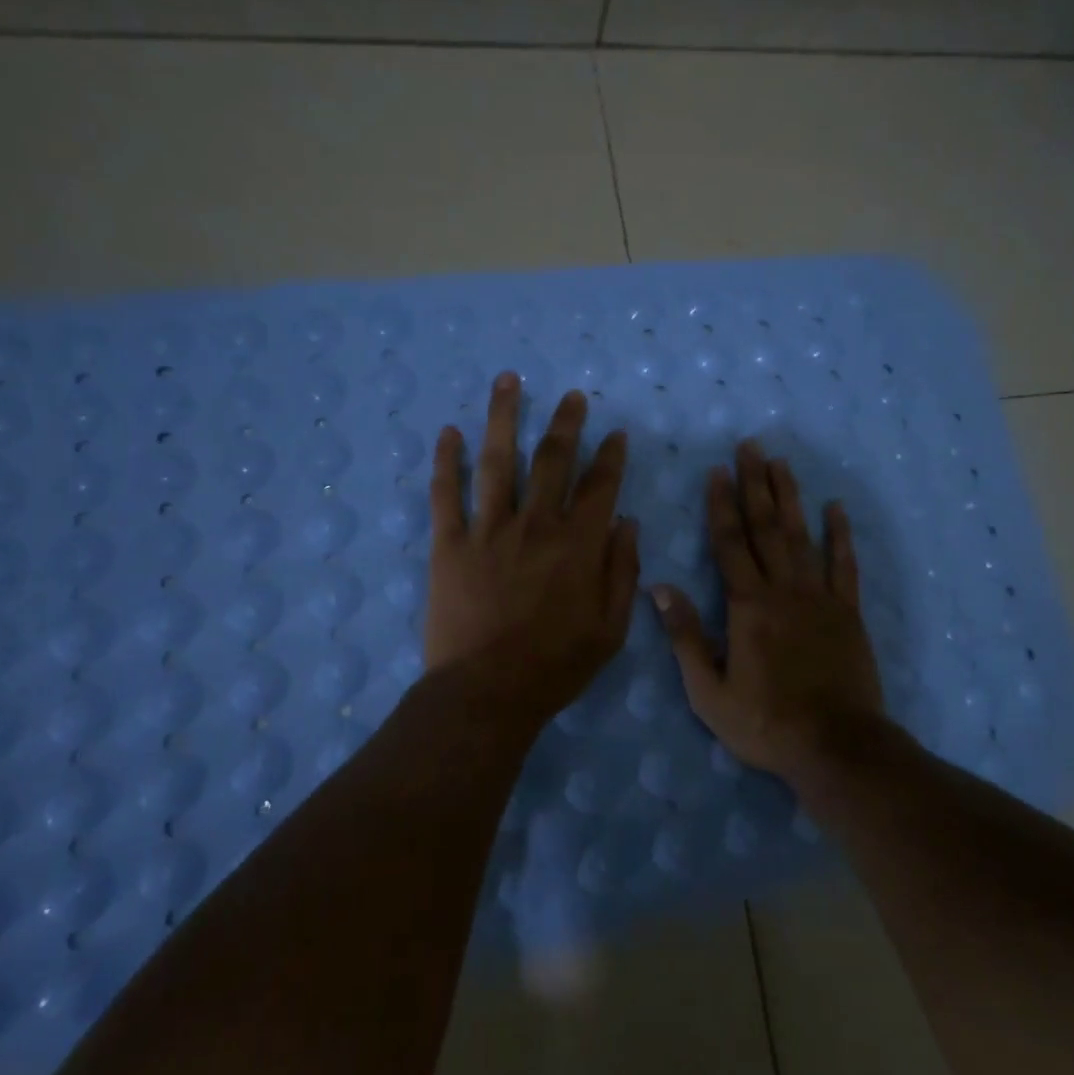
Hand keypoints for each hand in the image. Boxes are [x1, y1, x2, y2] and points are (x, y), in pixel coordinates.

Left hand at [424, 373, 639, 722]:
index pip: (600, 486)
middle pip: (552, 459)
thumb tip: (628, 523)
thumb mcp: (611, 629)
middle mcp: (535, 524)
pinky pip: (446, 494)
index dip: (610, 456)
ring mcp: (488, 530)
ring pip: (498, 461)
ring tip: (508, 381)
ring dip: (503, 417)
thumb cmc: (555, 666)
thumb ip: (623, 572)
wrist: (486, 693)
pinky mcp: (449, 544)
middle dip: (566, 423)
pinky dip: (446, 461)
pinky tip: (448, 432)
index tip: (616, 433)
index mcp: (578, 544)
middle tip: (572, 396)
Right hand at [653, 440, 883, 782]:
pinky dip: (841, 535)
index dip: (721, 505)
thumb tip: (657, 588)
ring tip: (782, 463)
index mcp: (747, 606)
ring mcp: (819, 597)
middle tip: (751, 446)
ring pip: (802, 536)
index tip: (717, 470)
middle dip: (755, 484)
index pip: (729, 543)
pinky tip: (835, 508)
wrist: (836, 748)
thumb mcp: (709, 691)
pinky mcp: (847, 612)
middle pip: (766, 527)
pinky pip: (844, 565)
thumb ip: (684, 636)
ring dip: (790, 497)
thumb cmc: (765, 723)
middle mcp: (783, 589)